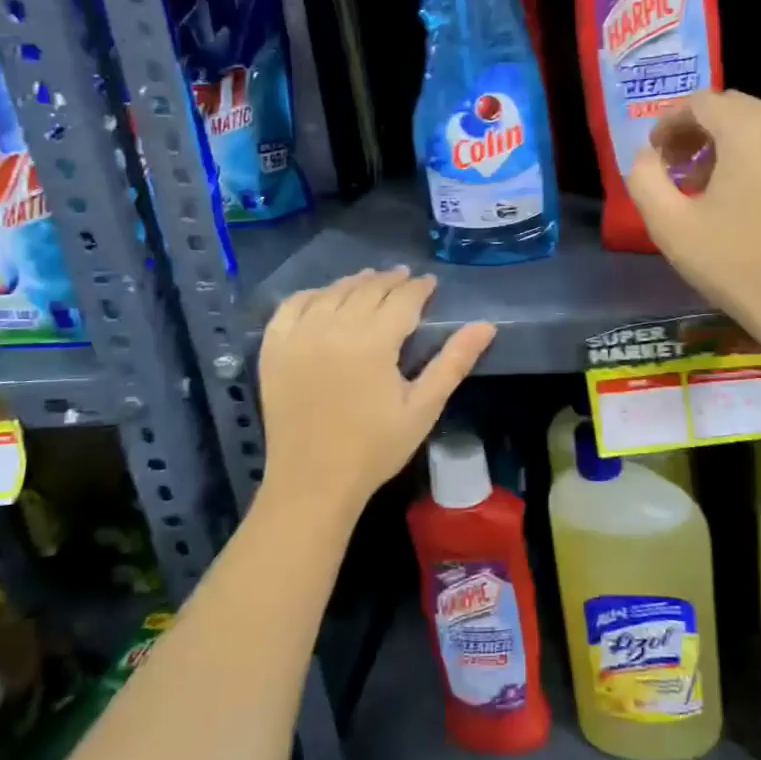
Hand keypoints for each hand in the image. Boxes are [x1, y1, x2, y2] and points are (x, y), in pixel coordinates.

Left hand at [259, 268, 495, 521]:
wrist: (313, 481)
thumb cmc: (375, 447)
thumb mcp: (423, 407)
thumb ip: (453, 361)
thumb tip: (486, 325)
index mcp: (373, 342)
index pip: (402, 299)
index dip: (419, 288)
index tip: (430, 282)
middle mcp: (334, 328)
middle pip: (367, 289)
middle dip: (390, 280)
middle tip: (405, 277)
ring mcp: (299, 336)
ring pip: (332, 292)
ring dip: (355, 282)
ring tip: (371, 279)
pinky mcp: (273, 349)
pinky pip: (292, 306)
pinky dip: (313, 294)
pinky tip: (324, 296)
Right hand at [626, 90, 760, 359]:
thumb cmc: (735, 265)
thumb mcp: (670, 226)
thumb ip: (644, 180)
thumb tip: (646, 158)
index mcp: (751, 130)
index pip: (701, 102)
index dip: (669, 122)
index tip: (654, 153)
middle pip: (732, 110)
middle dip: (696, 131)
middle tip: (674, 167)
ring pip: (760, 128)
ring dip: (725, 146)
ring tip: (703, 187)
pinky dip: (755, 160)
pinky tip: (742, 201)